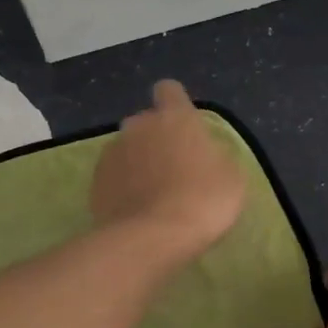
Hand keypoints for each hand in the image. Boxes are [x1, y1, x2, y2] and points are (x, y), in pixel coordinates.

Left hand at [90, 79, 246, 265]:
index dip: (176, 104)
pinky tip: (136, 210)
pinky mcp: (95, 181)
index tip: (185, 126)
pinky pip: (113, 176)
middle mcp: (138, 126)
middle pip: (146, 122)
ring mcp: (112, 153)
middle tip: (174, 169)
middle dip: (156, 138)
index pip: (169, 90)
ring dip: (138, 163)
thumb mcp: (232, 178)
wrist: (152, 238)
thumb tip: (206, 154)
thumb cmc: (202, 200)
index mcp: (174, 117)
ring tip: (153, 195)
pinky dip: (122, 187)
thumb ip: (216, 156)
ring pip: (127, 149)